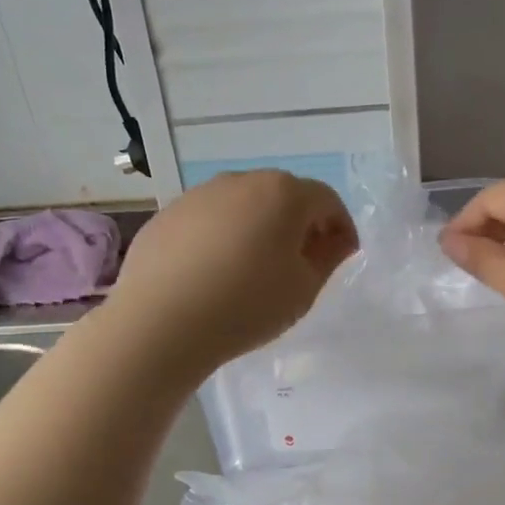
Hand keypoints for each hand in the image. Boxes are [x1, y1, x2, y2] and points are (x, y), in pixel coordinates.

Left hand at [104, 170, 358, 379]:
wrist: (161, 323)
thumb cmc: (247, 305)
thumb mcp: (304, 289)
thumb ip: (328, 257)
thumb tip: (337, 240)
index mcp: (283, 193)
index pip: (326, 200)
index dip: (341, 227)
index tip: (344, 255)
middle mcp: (241, 181)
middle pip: (283, 196)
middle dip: (300, 224)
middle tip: (303, 262)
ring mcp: (198, 195)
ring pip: (243, 205)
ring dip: (259, 228)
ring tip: (256, 269)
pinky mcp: (167, 215)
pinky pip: (209, 220)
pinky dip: (223, 237)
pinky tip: (216, 273)